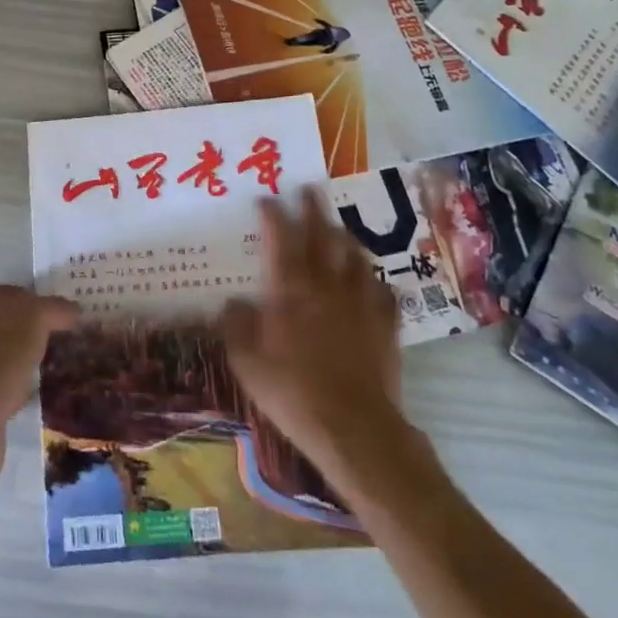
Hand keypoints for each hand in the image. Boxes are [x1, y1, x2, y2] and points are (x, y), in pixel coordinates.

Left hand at [0, 284, 77, 492]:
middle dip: (30, 330)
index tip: (59, 314)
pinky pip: (1, 382)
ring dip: (23, 358)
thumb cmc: (3, 354)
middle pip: (5, 323)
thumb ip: (55, 309)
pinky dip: (18, 384)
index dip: (36, 299)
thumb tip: (74, 309)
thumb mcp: (37, 319)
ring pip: (3, 353)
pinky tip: (38, 391)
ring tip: (52, 364)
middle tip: (59, 338)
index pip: (11, 293)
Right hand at [219, 190, 406, 490]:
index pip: (281, 238)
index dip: (274, 214)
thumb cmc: (292, 391)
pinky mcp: (386, 326)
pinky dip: (375, 281)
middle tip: (309, 189)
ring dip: (345, 239)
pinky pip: (384, 292)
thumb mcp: (247, 362)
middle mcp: (326, 286)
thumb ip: (236, 326)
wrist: (354, 428)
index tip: (267, 198)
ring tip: (339, 231)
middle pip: (323, 236)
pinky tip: (372, 282)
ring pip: (357, 257)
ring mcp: (361, 303)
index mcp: (290, 289)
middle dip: (314, 210)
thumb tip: (231, 302)